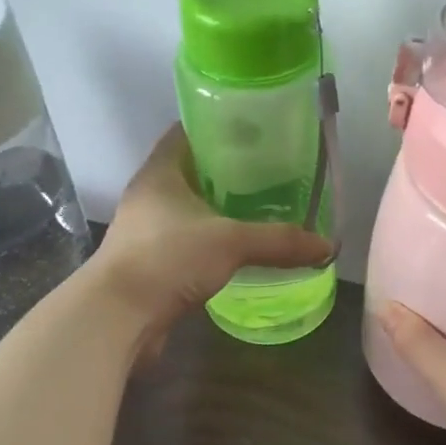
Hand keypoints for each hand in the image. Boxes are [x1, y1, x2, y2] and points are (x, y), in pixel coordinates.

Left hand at [92, 125, 331, 344]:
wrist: (118, 318)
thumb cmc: (168, 259)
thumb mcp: (231, 242)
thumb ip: (279, 241)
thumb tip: (328, 246)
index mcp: (159, 173)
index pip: (185, 133)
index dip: (215, 126)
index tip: (251, 128)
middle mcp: (148, 196)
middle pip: (189, 171)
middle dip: (224, 170)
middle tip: (267, 169)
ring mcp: (145, 231)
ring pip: (187, 209)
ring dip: (217, 208)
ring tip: (259, 207)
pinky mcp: (150, 263)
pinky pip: (186, 241)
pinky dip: (209, 241)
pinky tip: (238, 248)